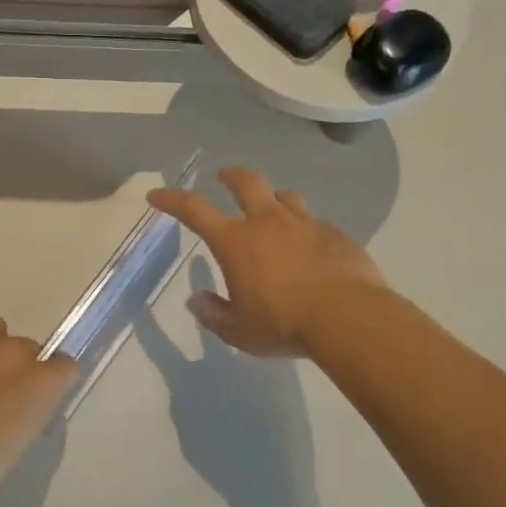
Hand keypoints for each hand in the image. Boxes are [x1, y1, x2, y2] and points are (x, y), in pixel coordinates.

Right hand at [149, 166, 389, 357]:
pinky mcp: (334, 233)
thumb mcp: (239, 330)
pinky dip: (302, 227)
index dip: (172, 199)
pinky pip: (312, 220)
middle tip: (223, 177)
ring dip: (272, 198)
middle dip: (230, 176)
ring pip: (285, 196)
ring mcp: (305, 224)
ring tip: (271, 210)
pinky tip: (307, 246)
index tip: (157, 194)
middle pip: (247, 182)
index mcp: (236, 242)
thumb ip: (214, 314)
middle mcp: (268, 222)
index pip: (195, 210)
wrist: (348, 317)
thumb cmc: (283, 324)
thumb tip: (197, 300)